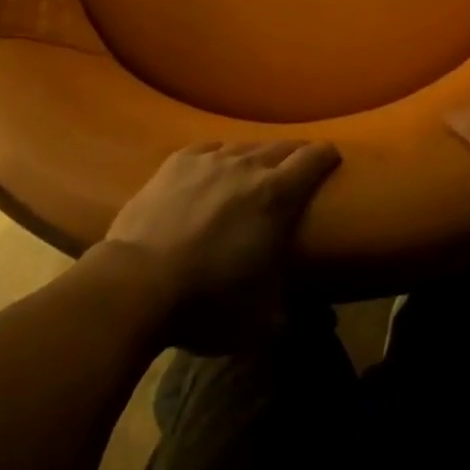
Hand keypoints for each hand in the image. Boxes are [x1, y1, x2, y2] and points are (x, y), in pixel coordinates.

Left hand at [102, 141, 339, 348]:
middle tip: (299, 166)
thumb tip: (323, 322)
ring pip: (244, 147)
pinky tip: (215, 169)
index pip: (313, 159)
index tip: (333, 157)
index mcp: (276, 194)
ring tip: (255, 171)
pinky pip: (209, 150)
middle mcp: (247, 165)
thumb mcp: (261, 320)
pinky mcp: (178, 161)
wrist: (137, 282)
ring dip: (255, 157)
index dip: (327, 155)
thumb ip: (294, 311)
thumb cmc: (207, 301)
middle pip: (281, 146)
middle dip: (295, 154)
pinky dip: (219, 158)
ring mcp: (210, 159)